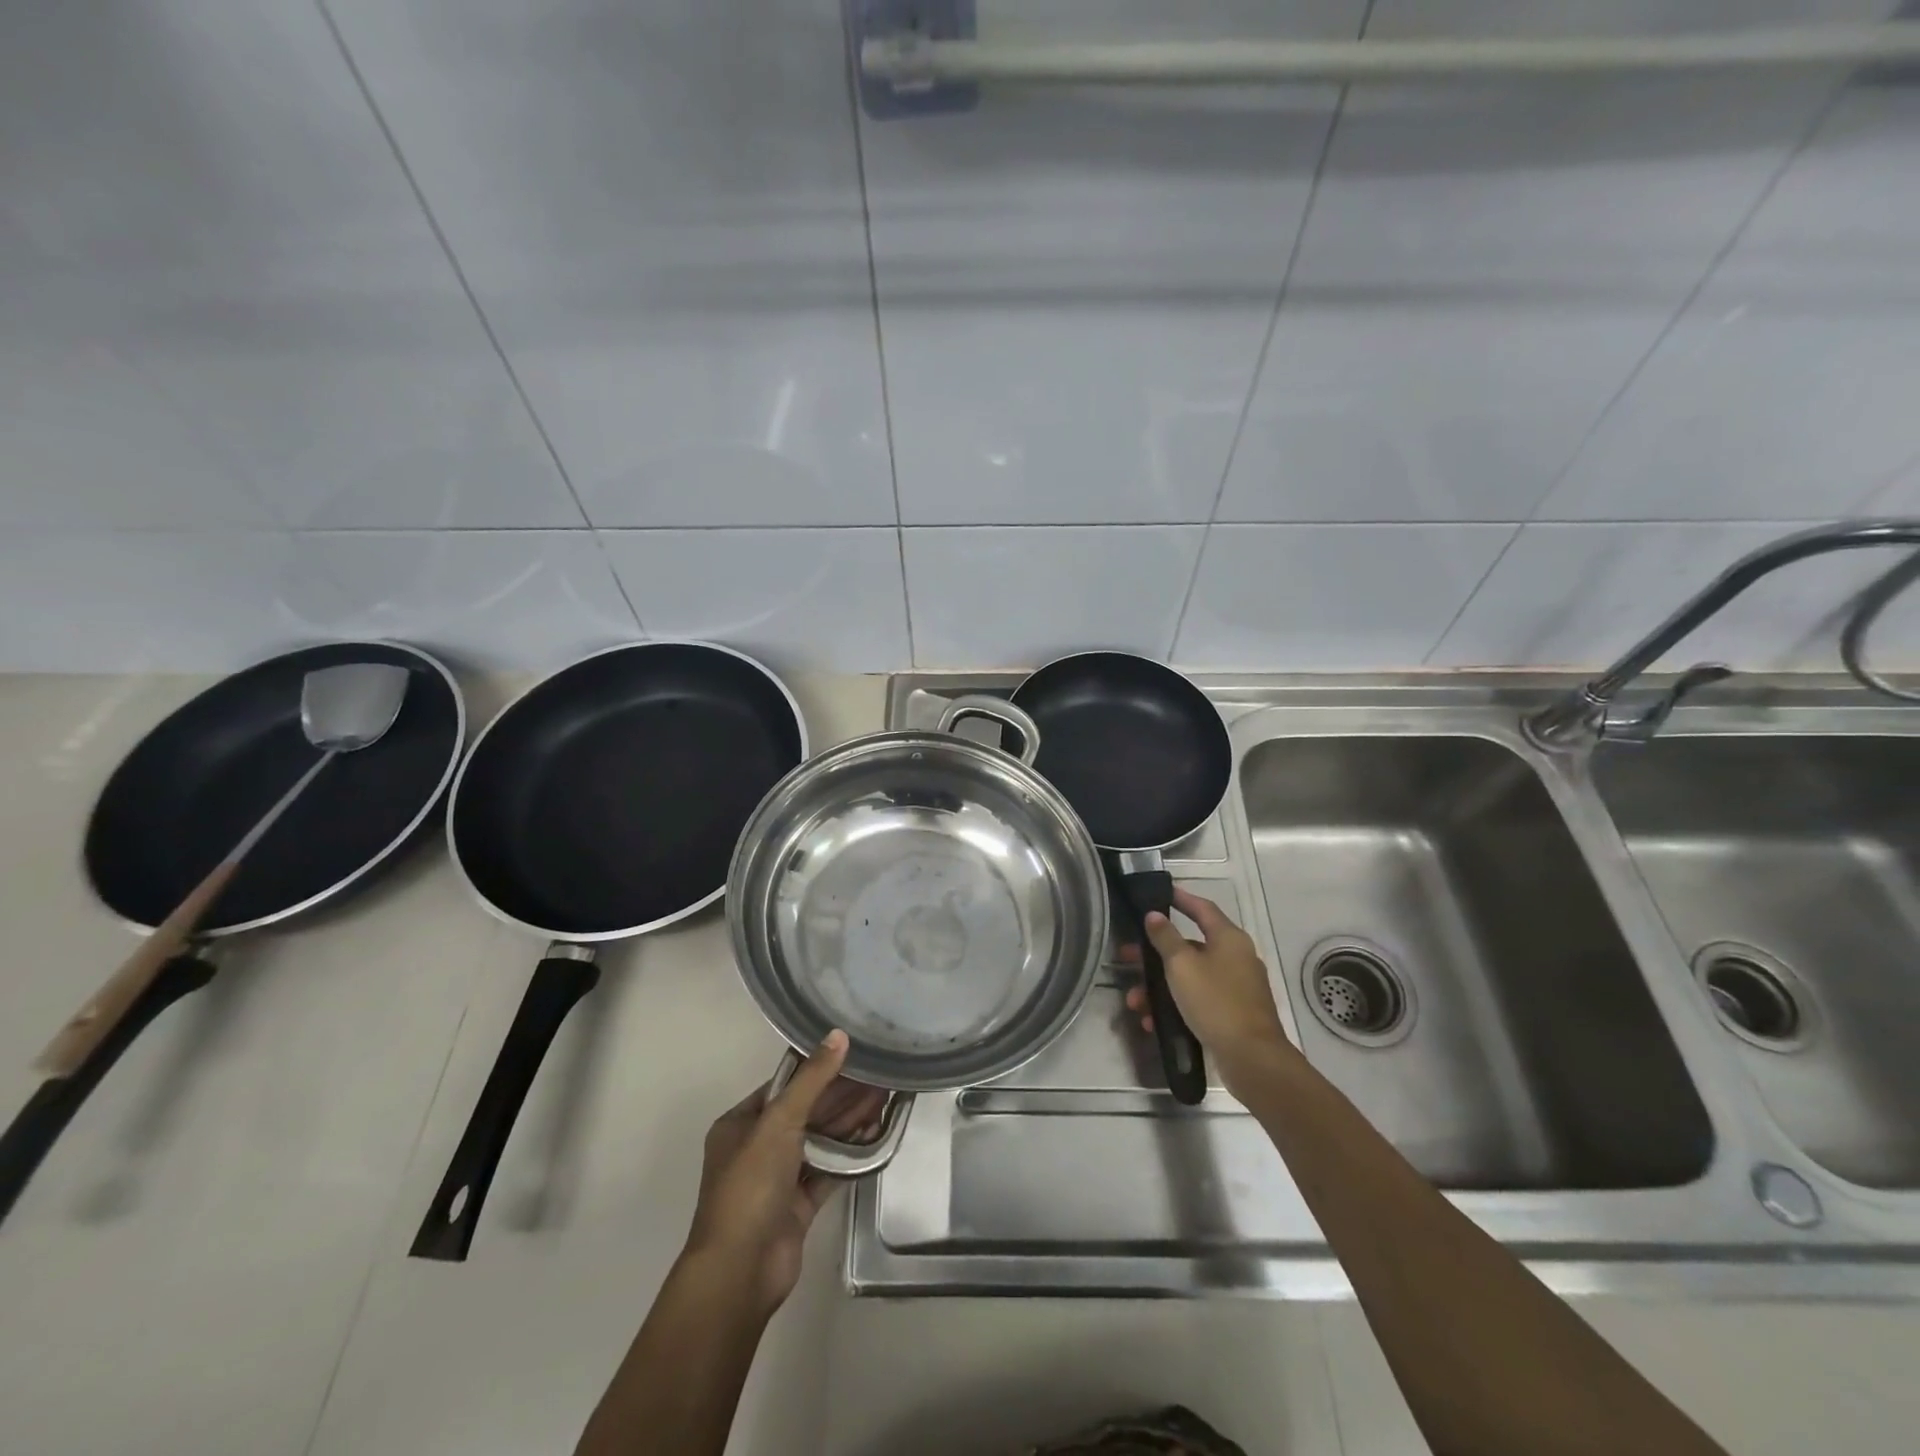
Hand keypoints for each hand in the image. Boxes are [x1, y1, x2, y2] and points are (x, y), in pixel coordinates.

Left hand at [683, 1031, 887, 1317]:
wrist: (740, 1272)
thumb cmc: (751, 1187)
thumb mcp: (779, 1122)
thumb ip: (812, 1080)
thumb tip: (839, 1035)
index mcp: (740, 1124)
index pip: (784, 1086)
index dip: (818, 1069)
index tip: (853, 1052)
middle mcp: (756, 1148)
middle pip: (805, 1112)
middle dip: (841, 1096)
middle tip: (879, 1074)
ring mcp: (778, 1179)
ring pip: (819, 1141)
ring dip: (849, 1122)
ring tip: (885, 1097)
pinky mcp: (797, 1206)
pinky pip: (827, 1170)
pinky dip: (849, 1154)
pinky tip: (876, 1134)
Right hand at [1123, 888, 1295, 1091]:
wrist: (1252, 1059)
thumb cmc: (1216, 1001)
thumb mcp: (1182, 965)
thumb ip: (1165, 937)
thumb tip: (1154, 915)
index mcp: (1229, 939)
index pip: (1203, 908)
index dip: (1181, 899)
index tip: (1161, 893)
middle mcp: (1236, 958)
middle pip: (1190, 946)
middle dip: (1156, 954)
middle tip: (1129, 957)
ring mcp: (1236, 987)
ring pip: (1190, 977)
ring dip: (1160, 987)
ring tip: (1136, 1002)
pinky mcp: (1233, 1014)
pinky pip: (1198, 1001)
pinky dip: (1175, 1006)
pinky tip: (1153, 1022)